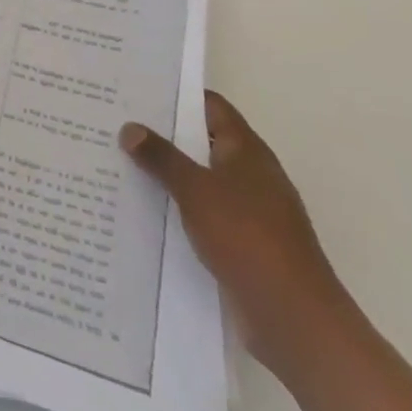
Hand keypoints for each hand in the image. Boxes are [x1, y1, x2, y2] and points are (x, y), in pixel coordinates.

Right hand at [121, 92, 354, 376]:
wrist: (294, 319)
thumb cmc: (248, 238)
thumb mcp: (196, 190)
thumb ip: (162, 158)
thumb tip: (130, 127)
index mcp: (247, 150)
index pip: (210, 106)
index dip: (177, 95)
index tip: (138, 91)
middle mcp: (251, 175)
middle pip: (202, 142)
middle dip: (164, 136)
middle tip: (117, 126)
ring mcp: (249, 212)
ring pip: (201, 181)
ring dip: (168, 176)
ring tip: (120, 165)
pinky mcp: (243, 246)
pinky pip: (203, 215)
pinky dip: (178, 210)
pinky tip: (145, 212)